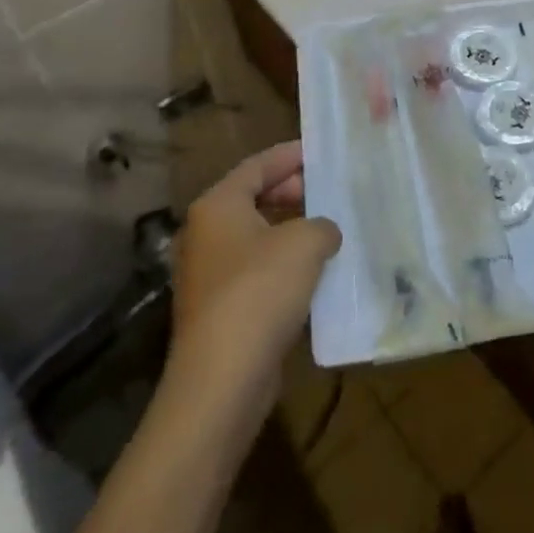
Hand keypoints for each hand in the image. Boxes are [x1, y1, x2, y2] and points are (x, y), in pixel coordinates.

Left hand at [168, 142, 341, 418]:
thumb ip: (321, 225)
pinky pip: (255, 270)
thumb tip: (323, 232)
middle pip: (252, 198)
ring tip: (328, 229)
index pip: (256, 166)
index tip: (320, 153)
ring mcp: (208, 273)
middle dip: (291, 192)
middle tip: (327, 192)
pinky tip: (314, 273)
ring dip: (290, 231)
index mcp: (217, 205)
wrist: (223, 379)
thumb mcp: (305, 243)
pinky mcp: (218, 309)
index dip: (289, 156)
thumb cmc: (260, 291)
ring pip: (255, 237)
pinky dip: (282, 264)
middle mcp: (205, 233)